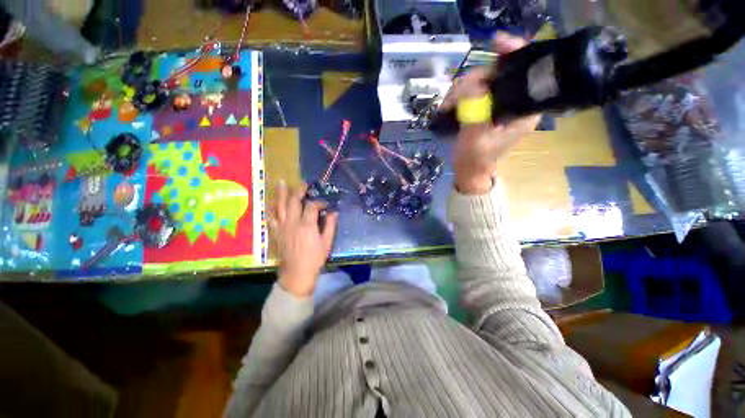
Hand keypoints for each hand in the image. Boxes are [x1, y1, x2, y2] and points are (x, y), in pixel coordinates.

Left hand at [270, 182, 337, 296]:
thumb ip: (330, 225)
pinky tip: (272, 203)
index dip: (319, 202)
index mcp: (307, 225)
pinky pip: (272, 217)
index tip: (325, 204)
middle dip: (298, 191)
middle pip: (293, 201)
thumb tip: (334, 212)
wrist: (297, 273)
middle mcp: (293, 222)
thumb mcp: (327, 242)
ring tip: (281, 183)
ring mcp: (282, 226)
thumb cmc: (314, 258)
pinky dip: (272, 209)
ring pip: (280, 206)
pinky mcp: (277, 232)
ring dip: (281, 194)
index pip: (311, 206)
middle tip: (303, 184)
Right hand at [441, 33, 541, 194]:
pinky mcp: (486, 106)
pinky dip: (459, 95)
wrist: (469, 171)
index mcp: (524, 110)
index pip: (528, 71)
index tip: (495, 44)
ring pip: (483, 80)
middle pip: (500, 72)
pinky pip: (473, 90)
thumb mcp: (475, 142)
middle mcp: (516, 101)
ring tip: (447, 107)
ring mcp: (499, 103)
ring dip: (461, 90)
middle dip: (474, 80)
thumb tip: (473, 87)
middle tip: (453, 98)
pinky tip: (449, 106)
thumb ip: (475, 116)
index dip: (514, 53)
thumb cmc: (475, 161)